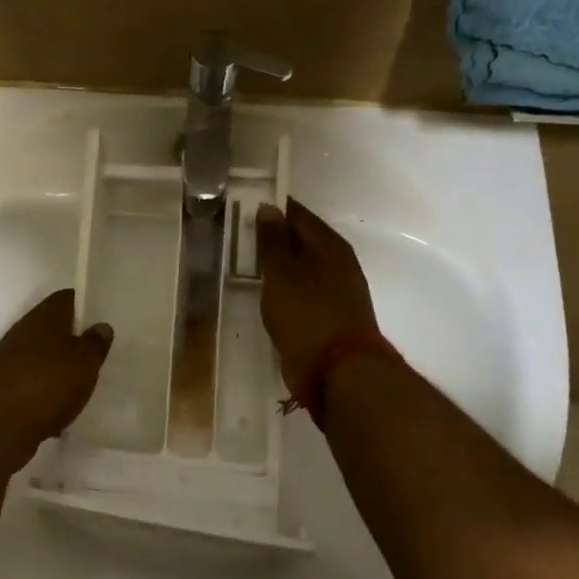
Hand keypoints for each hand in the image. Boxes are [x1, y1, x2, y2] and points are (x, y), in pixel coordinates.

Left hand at [0, 289, 112, 475]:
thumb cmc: (47, 384)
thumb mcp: (84, 362)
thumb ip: (95, 343)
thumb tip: (101, 326)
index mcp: (44, 316)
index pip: (67, 298)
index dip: (86, 306)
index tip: (104, 321)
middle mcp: (23, 332)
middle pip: (54, 329)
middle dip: (74, 343)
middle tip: (99, 358)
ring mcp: (9, 360)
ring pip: (43, 359)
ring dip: (60, 372)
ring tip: (83, 389)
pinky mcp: (3, 388)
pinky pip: (32, 386)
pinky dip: (45, 397)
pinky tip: (59, 416)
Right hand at [255, 199, 380, 395]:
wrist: (339, 371)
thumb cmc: (307, 313)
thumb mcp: (282, 273)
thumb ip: (273, 240)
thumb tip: (268, 207)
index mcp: (330, 245)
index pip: (298, 214)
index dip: (272, 209)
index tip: (243, 206)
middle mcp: (337, 263)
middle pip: (301, 240)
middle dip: (273, 236)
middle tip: (239, 235)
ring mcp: (336, 291)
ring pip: (301, 267)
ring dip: (278, 265)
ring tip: (247, 263)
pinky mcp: (329, 317)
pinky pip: (302, 291)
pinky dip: (284, 288)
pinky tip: (267, 293)